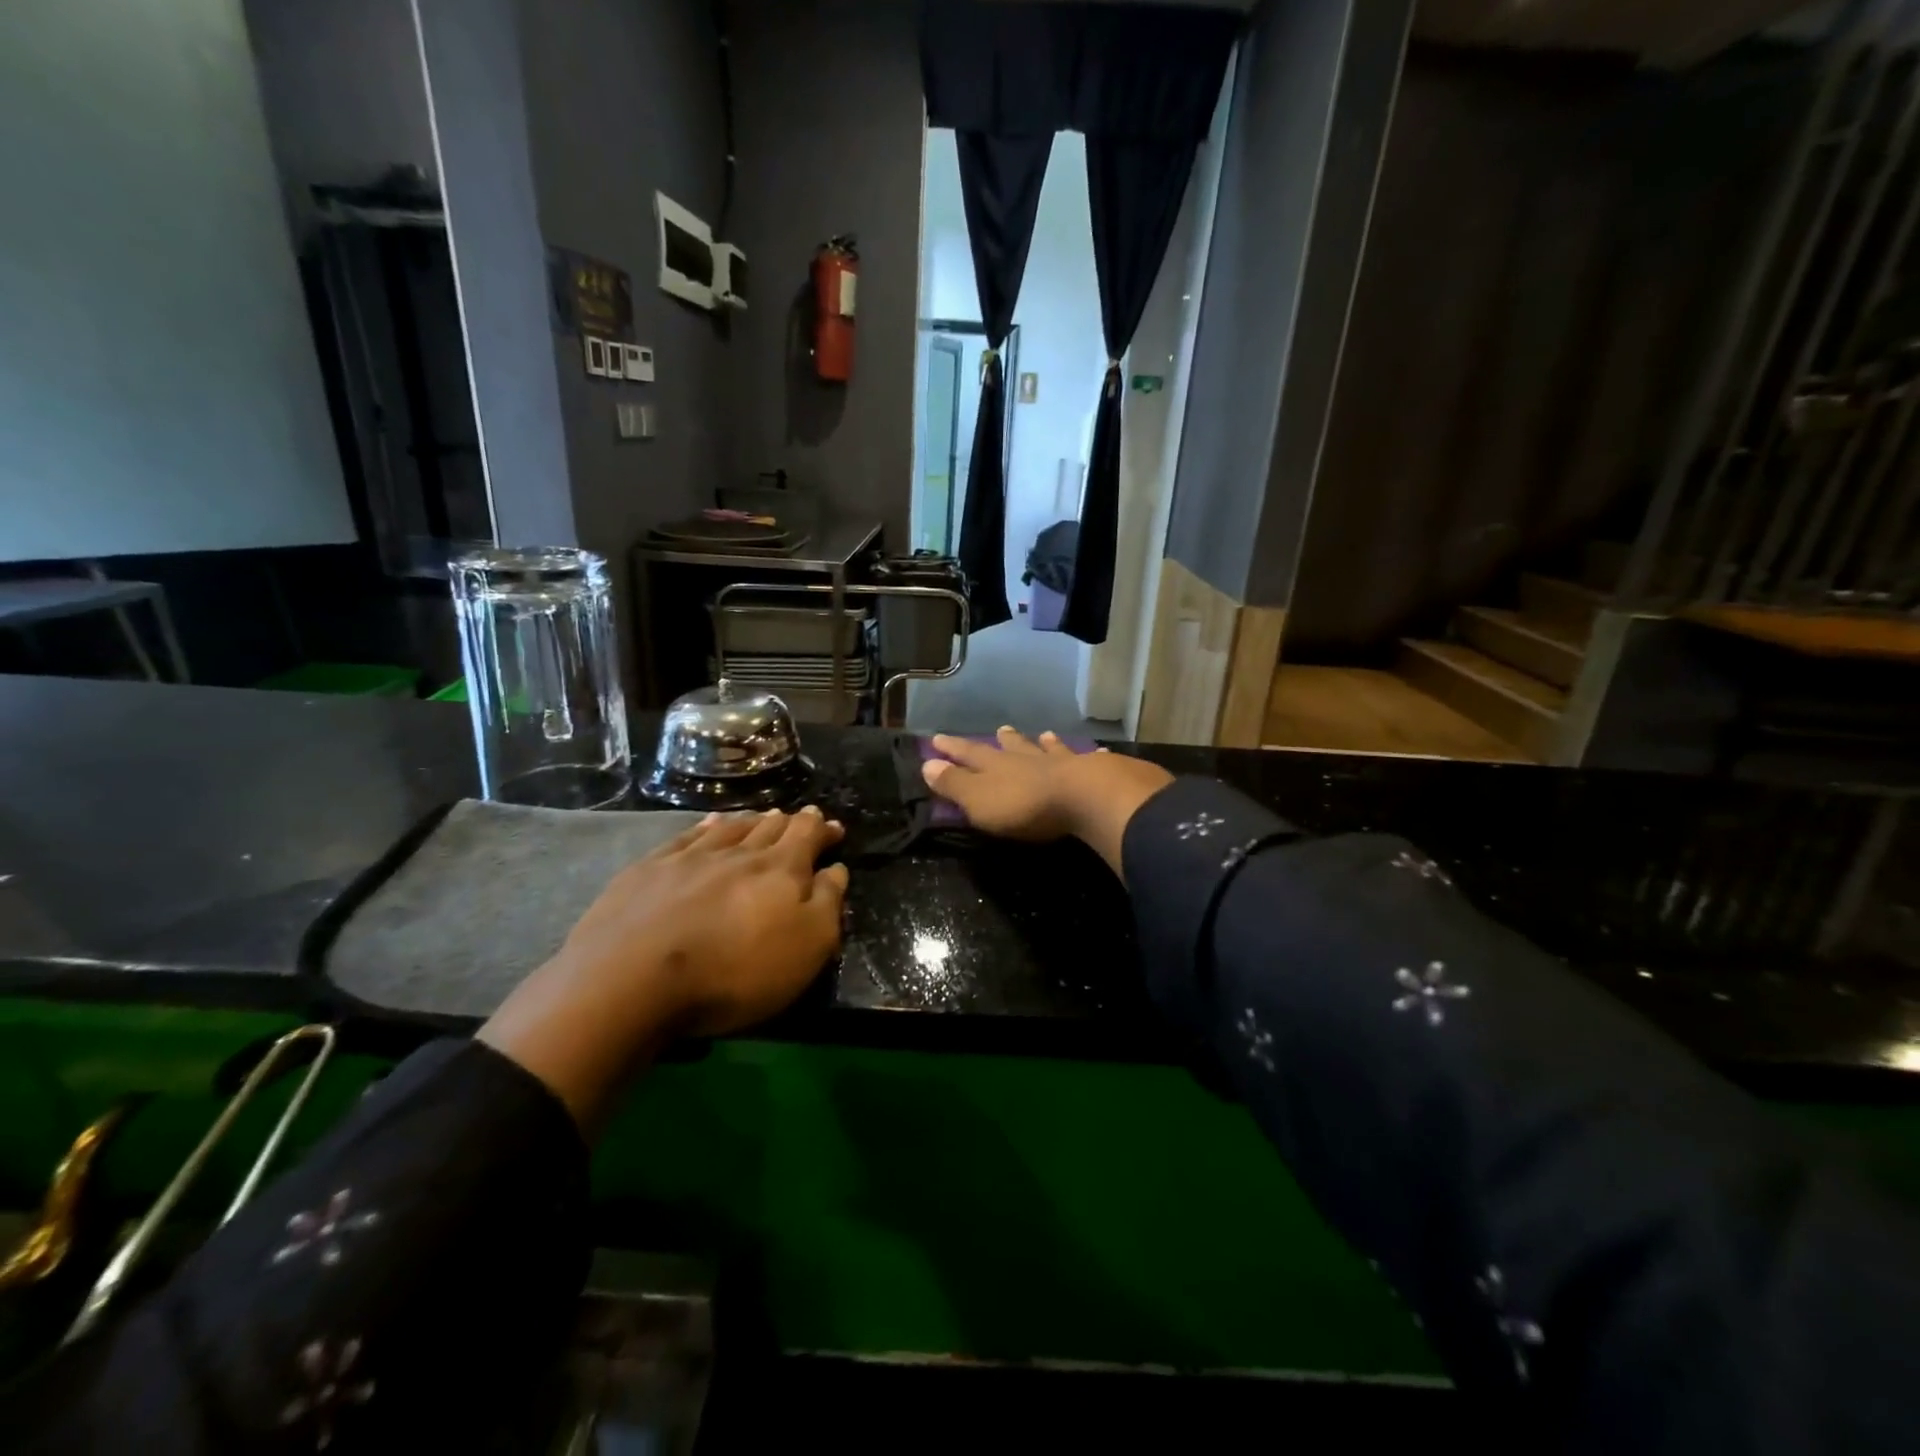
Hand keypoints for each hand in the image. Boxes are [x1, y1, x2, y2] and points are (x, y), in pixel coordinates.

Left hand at [560, 806, 848, 1036]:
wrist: (634, 979)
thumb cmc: (735, 971)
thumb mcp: (806, 947)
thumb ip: (827, 903)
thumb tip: (836, 869)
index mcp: (782, 870)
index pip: (807, 836)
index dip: (823, 830)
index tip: (833, 827)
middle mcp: (739, 853)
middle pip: (771, 828)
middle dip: (791, 822)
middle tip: (802, 817)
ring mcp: (691, 857)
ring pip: (731, 828)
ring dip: (752, 821)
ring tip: (764, 816)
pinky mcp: (650, 869)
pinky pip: (688, 836)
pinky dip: (707, 827)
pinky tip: (710, 824)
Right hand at [921, 728, 1171, 874]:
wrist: (1083, 798)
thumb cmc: (1024, 806)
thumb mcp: (978, 800)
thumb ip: (954, 784)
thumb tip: (927, 764)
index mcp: (996, 766)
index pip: (968, 754)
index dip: (952, 748)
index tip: (938, 739)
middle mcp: (1027, 759)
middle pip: (1012, 747)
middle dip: (1003, 740)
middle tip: (999, 729)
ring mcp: (1061, 763)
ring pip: (1049, 749)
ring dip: (1043, 743)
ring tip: (1044, 734)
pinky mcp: (1092, 773)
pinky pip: (1088, 760)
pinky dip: (1089, 755)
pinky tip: (1098, 750)